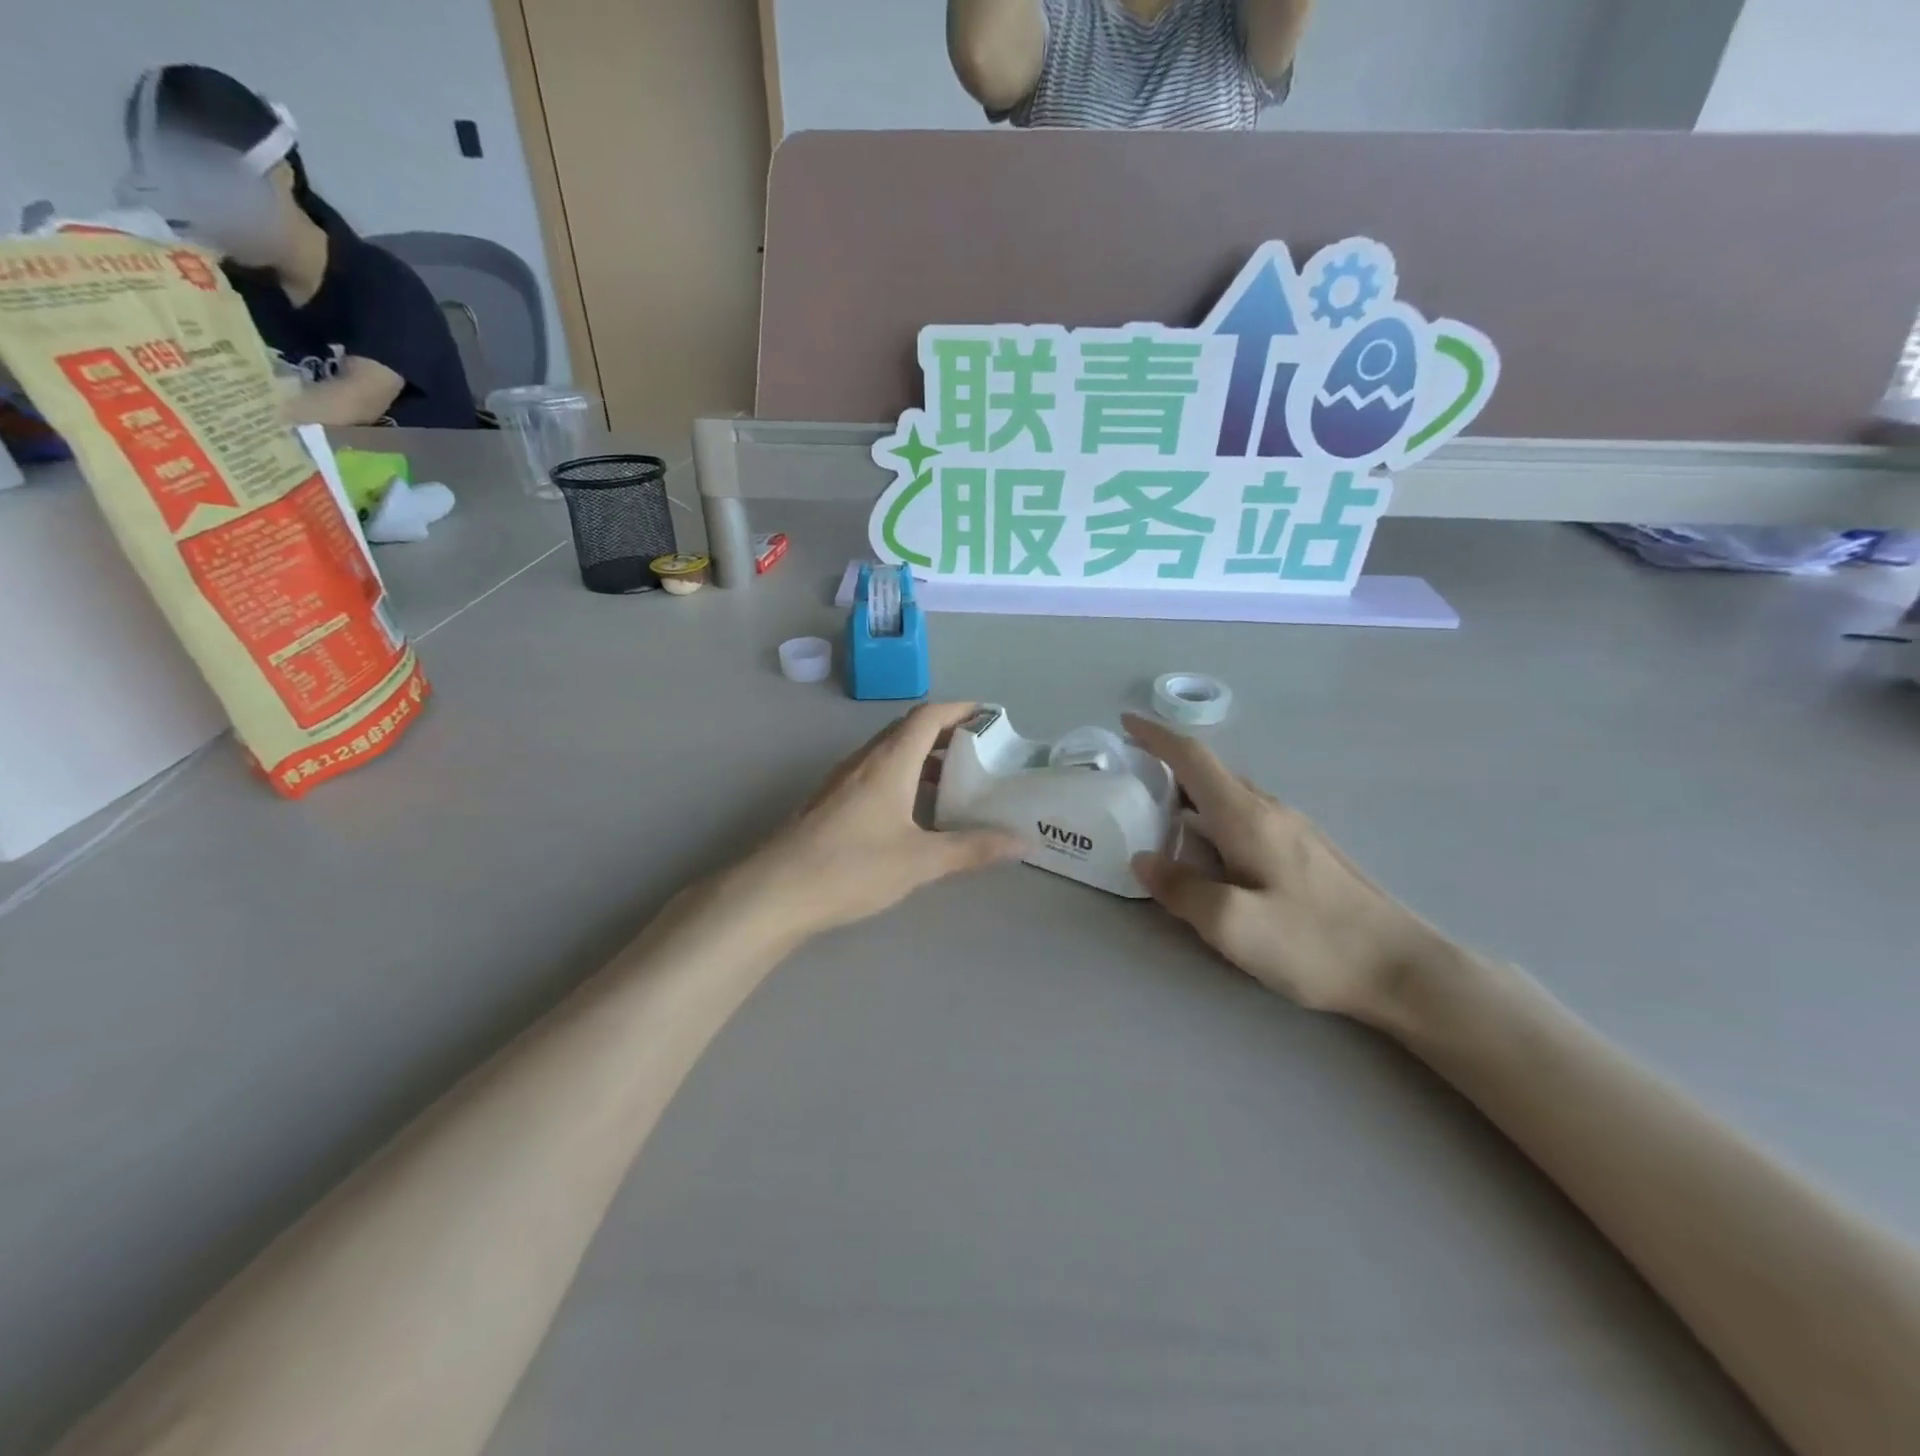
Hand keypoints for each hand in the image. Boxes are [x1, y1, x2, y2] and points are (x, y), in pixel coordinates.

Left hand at [737, 703, 1023, 939]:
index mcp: (889, 762)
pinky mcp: (830, 802)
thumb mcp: (920, 861)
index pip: (928, 716)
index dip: (961, 710)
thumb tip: (1021, 843)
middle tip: (980, 752)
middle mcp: (864, 761)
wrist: (775, 892)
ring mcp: (842, 780)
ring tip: (954, 782)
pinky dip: (902, 777)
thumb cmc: (852, 867)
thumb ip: (972, 849)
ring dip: (923, 757)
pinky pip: (875, 773)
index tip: (991, 716)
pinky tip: (913, 812)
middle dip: (946, 733)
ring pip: (889, 753)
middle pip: (908, 730)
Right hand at [1125, 714, 1447, 1020]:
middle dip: (1167, 765)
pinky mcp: (1306, 852)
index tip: (1125, 723)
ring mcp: (1293, 830)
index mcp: (1247, 817)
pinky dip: (1212, 816)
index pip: (1194, 758)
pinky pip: (1246, 817)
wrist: (1403, 969)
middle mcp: (1270, 811)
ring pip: (1229, 796)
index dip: (1156, 736)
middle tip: (1130, 778)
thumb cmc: (1314, 943)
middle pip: (1210, 773)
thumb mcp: (1233, 925)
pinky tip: (1208, 848)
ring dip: (1190, 792)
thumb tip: (1143, 859)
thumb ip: (1181, 889)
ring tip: (1159, 812)